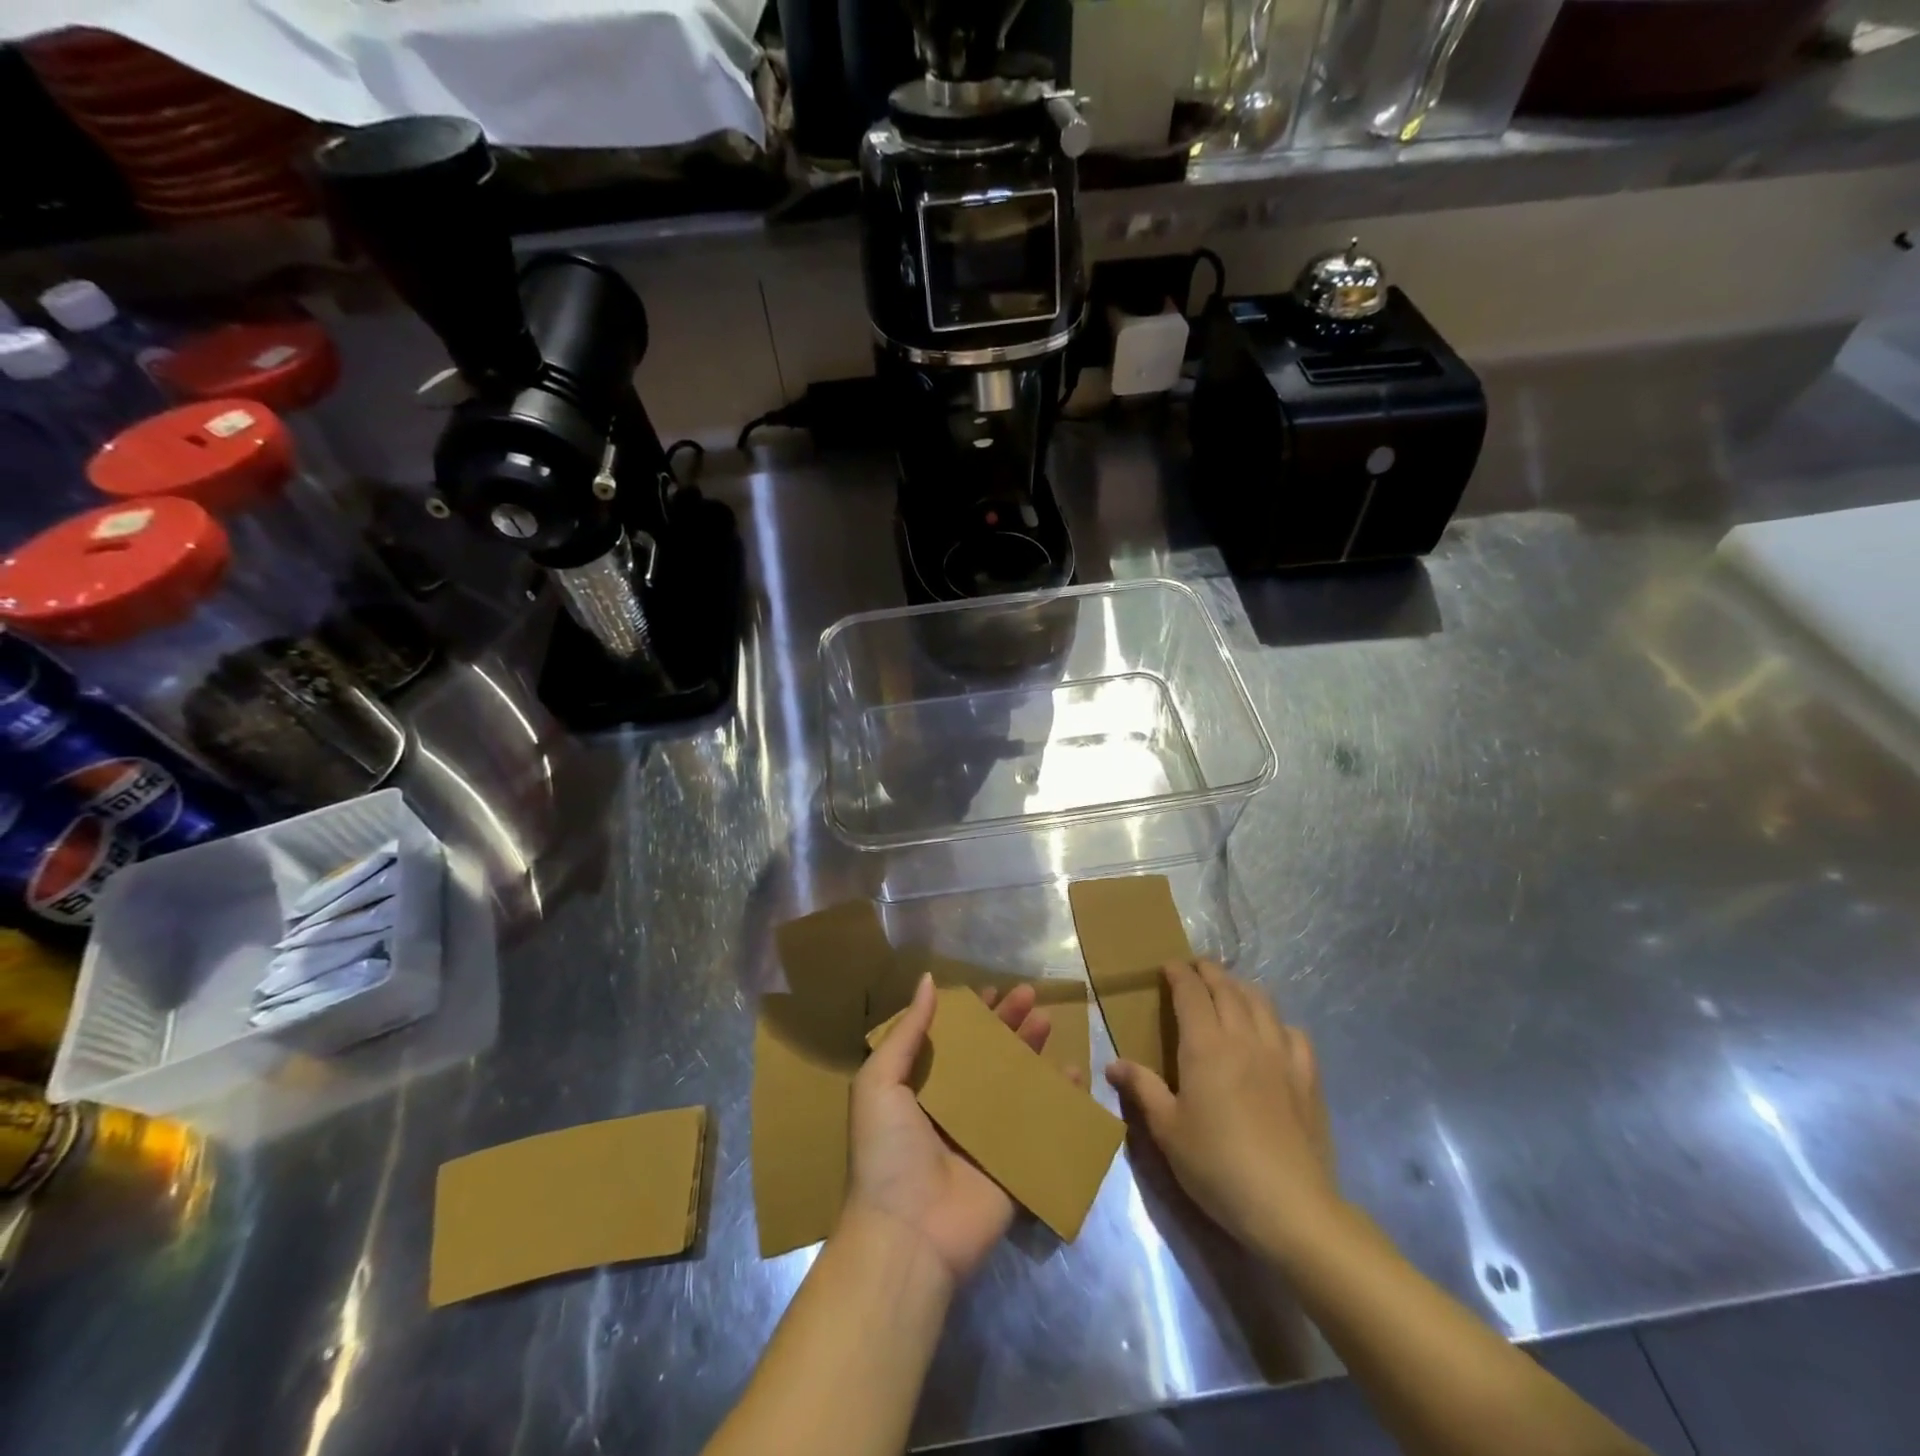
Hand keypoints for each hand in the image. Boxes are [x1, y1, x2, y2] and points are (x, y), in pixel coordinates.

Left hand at [842, 973, 1058, 1286]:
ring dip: (1032, 1051)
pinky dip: (1059, 1100)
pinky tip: (1074, 1073)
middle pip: (989, 1055)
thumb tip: (927, 980)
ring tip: (1049, 1020)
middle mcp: (955, 1108)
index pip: (954, 1041)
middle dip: (1008, 1024)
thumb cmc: (887, 1151)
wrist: (908, 1234)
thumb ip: (907, 1032)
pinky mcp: (1013, 1164)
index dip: (973, 1014)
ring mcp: (986, 1136)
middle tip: (1031, 995)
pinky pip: (1040, 1125)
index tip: (993, 989)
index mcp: (922, 1088)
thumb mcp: (880, 1082)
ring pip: (1016, 1083)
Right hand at [1106, 960, 1341, 1262]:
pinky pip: (1294, 1033)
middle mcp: (1244, 1038)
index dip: (1178, 973)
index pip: (1191, 992)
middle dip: (1209, 972)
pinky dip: (1278, 1022)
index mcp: (1205, 1045)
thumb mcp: (1167, 1130)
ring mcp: (1281, 1055)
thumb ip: (1142, 1089)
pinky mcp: (1308, 1078)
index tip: (1167, 966)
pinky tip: (1273, 1032)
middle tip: (1194, 969)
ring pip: (1262, 1002)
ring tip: (1229, 990)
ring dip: (1241, 988)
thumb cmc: (1217, 1166)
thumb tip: (1113, 1064)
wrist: (1290, 1206)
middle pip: (1227, 988)